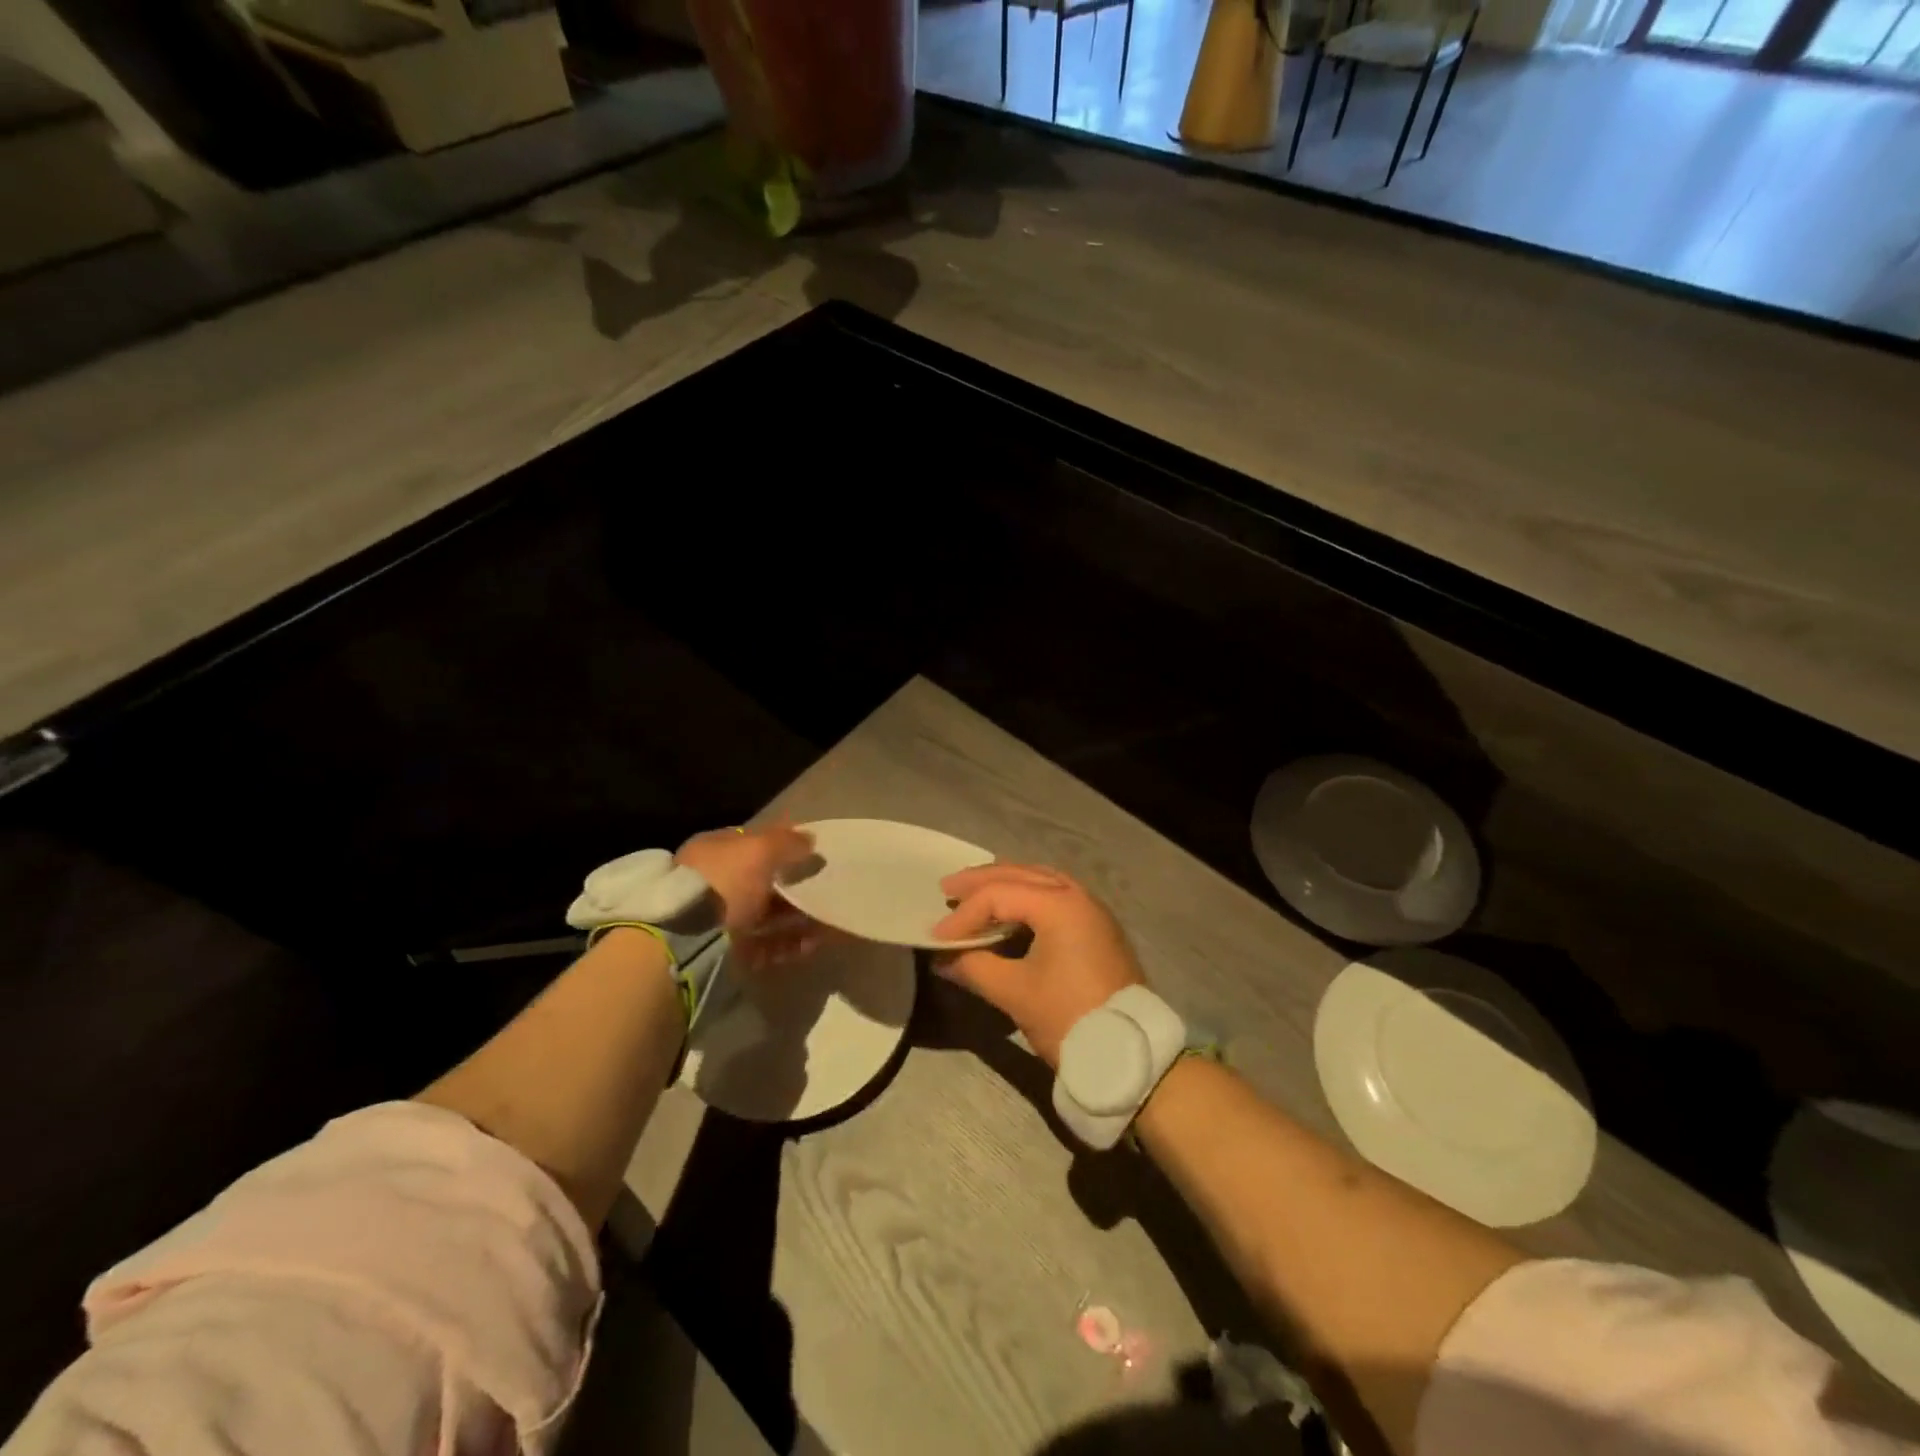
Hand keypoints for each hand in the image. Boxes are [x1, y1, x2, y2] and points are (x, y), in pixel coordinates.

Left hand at [677, 822, 823, 967]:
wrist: (687, 942)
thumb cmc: (723, 883)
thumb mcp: (759, 850)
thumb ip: (786, 842)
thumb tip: (809, 838)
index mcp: (713, 851)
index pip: (750, 842)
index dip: (779, 844)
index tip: (809, 851)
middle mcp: (713, 884)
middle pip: (759, 881)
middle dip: (792, 885)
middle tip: (822, 887)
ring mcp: (719, 920)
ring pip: (766, 915)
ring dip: (796, 917)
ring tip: (826, 919)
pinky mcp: (727, 953)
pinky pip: (766, 945)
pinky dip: (789, 944)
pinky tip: (813, 943)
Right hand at [931, 864, 1145, 1067]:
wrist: (1130, 1053)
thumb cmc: (1069, 1017)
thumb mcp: (1015, 993)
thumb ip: (974, 968)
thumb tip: (942, 959)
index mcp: (1059, 904)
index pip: (998, 895)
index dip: (964, 914)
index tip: (937, 938)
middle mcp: (1077, 895)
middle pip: (1020, 874)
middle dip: (981, 881)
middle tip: (947, 888)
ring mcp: (1092, 909)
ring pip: (1040, 881)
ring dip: (1005, 885)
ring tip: (974, 894)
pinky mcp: (1097, 927)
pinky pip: (1054, 895)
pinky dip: (1027, 897)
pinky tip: (1010, 911)